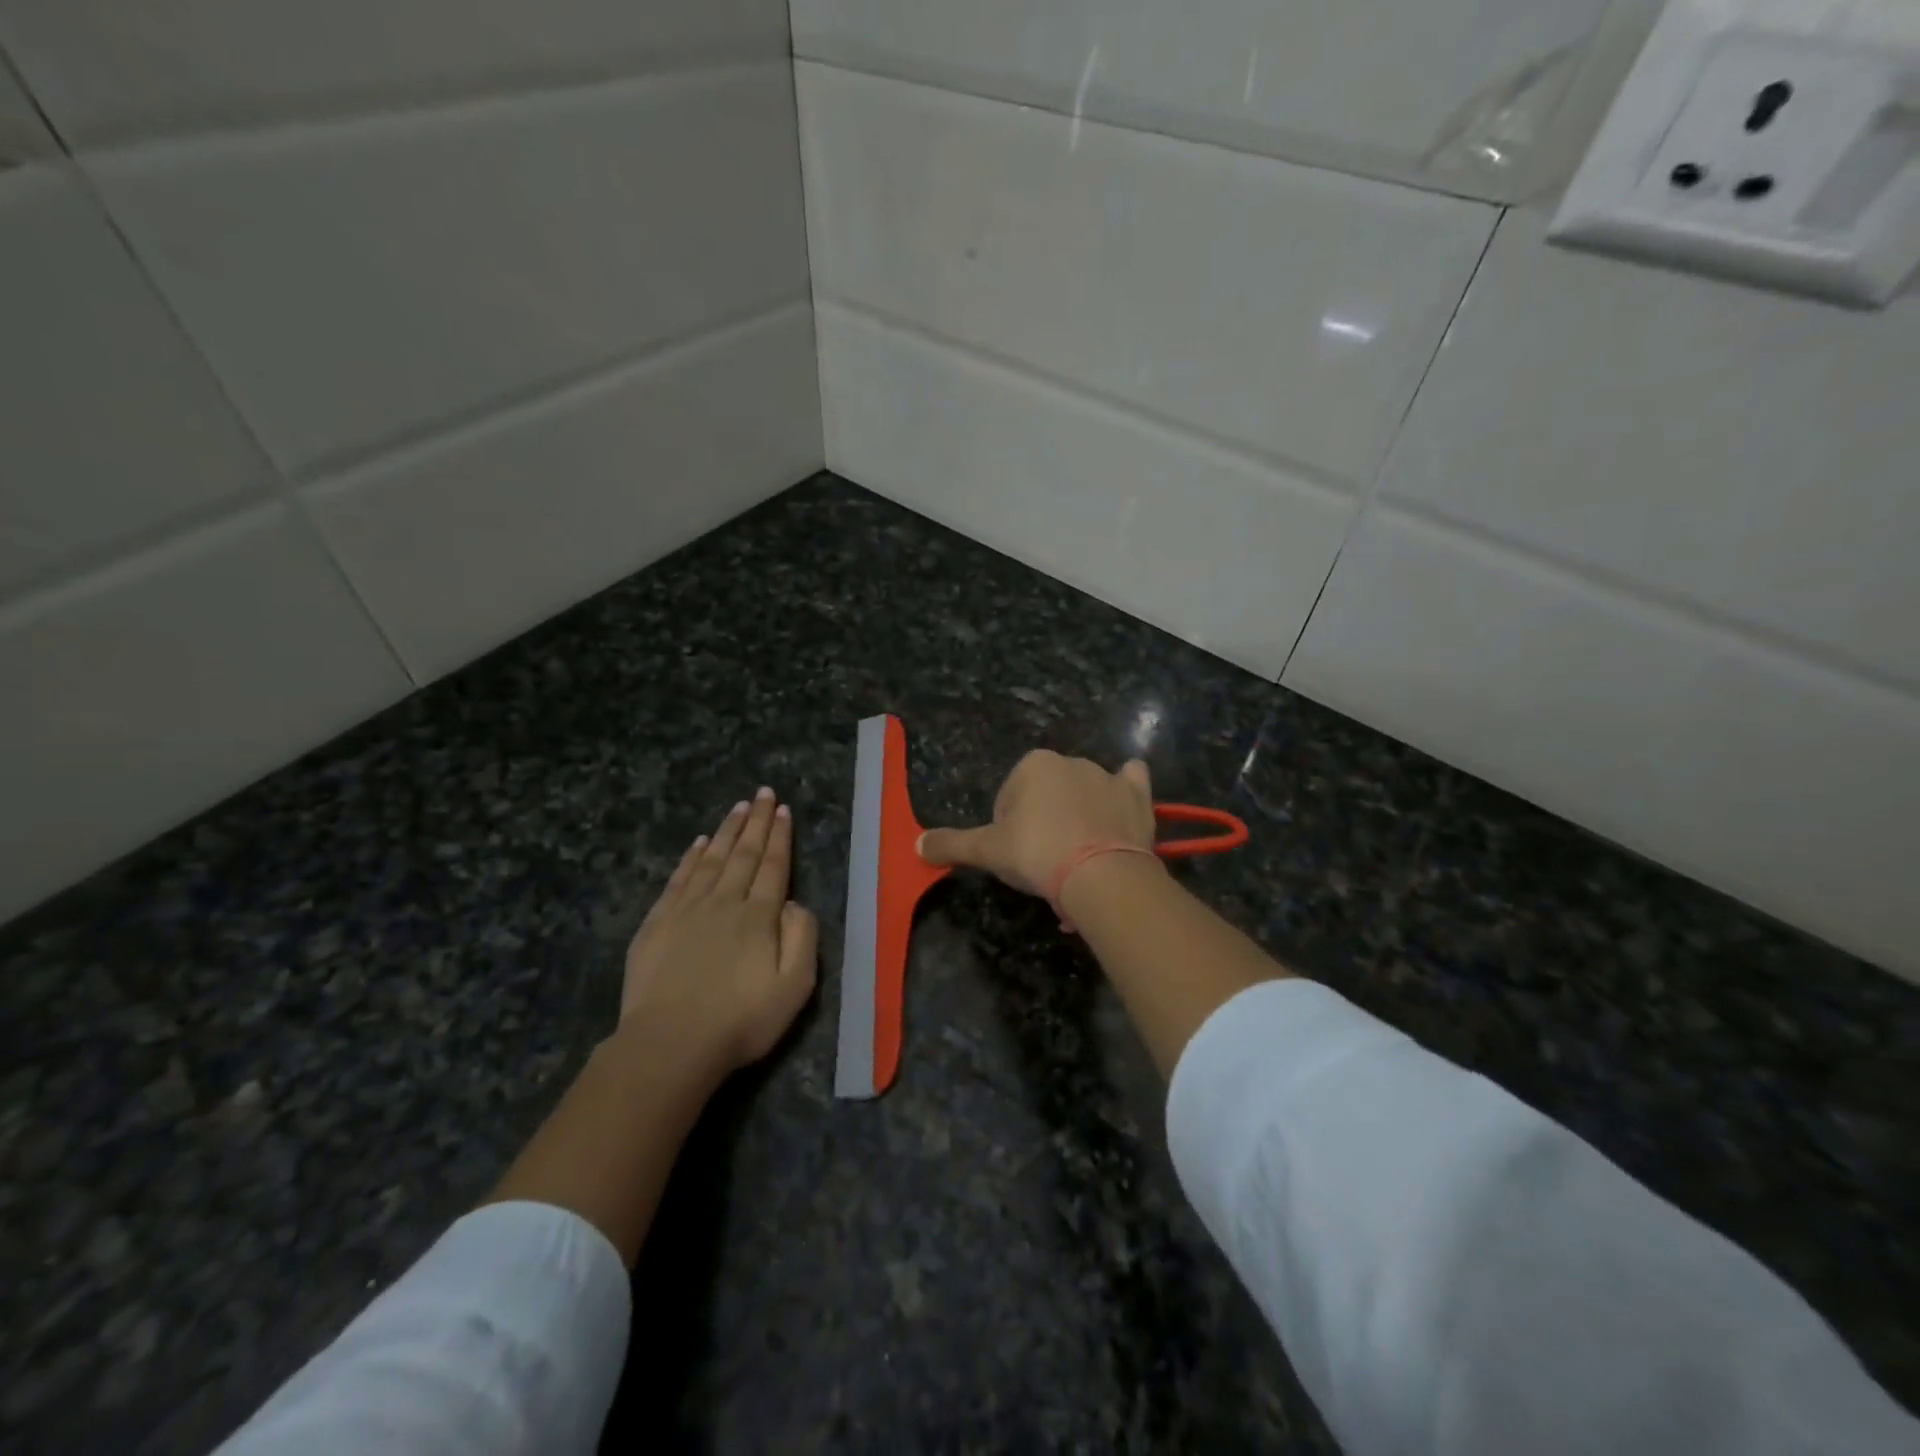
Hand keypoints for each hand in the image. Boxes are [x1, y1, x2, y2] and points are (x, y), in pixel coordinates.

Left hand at [622, 788, 817, 1076]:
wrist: (670, 1045)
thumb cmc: (740, 1021)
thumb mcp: (795, 987)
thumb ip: (802, 938)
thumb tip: (793, 902)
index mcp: (758, 916)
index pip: (773, 866)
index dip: (779, 837)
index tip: (783, 810)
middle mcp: (724, 902)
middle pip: (743, 854)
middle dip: (756, 822)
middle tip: (763, 793)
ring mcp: (687, 910)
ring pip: (711, 860)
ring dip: (726, 831)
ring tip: (738, 807)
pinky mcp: (658, 924)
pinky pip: (679, 879)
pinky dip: (691, 858)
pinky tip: (698, 843)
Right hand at [919, 750, 1156, 895]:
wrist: (1100, 875)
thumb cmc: (1037, 854)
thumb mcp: (987, 851)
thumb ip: (951, 844)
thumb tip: (916, 845)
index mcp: (1033, 764)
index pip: (1009, 798)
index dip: (1007, 828)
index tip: (1016, 856)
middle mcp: (1071, 761)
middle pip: (1046, 794)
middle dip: (1042, 822)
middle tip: (1044, 861)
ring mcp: (1108, 776)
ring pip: (1085, 792)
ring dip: (1078, 815)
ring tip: (1077, 857)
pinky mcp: (1138, 796)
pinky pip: (1131, 782)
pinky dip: (1125, 791)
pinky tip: (1119, 811)